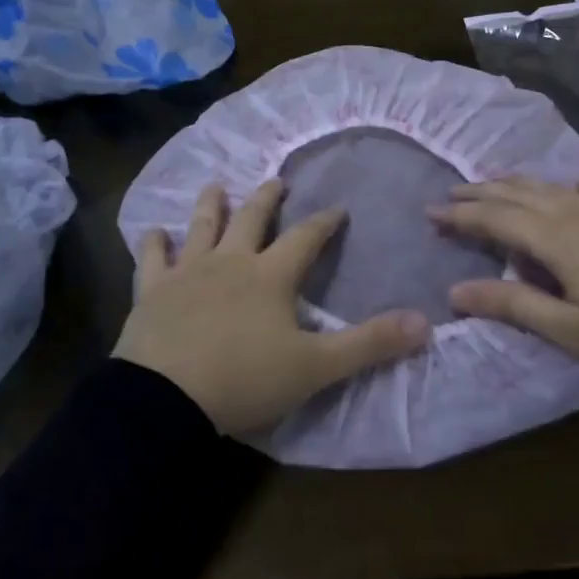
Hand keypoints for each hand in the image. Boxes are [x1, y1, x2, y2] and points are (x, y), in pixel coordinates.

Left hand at [116, 180, 431, 435]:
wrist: (167, 397)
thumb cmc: (245, 379)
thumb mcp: (316, 367)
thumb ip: (369, 343)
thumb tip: (425, 323)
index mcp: (270, 276)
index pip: (305, 239)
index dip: (324, 223)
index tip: (336, 208)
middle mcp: (230, 262)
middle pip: (252, 219)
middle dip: (267, 198)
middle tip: (276, 181)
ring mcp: (187, 273)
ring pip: (202, 227)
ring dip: (210, 205)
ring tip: (216, 185)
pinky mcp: (152, 291)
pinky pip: (152, 259)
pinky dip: (153, 243)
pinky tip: (153, 231)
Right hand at [432, 178, 578, 387]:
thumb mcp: (569, 329)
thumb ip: (511, 304)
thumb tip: (455, 290)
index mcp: (555, 237)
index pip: (494, 217)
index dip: (460, 215)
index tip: (429, 213)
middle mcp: (575, 212)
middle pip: (517, 193)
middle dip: (480, 193)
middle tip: (449, 195)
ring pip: (549, 186)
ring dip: (514, 184)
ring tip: (491, 186)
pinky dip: (564, 186)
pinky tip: (565, 189)